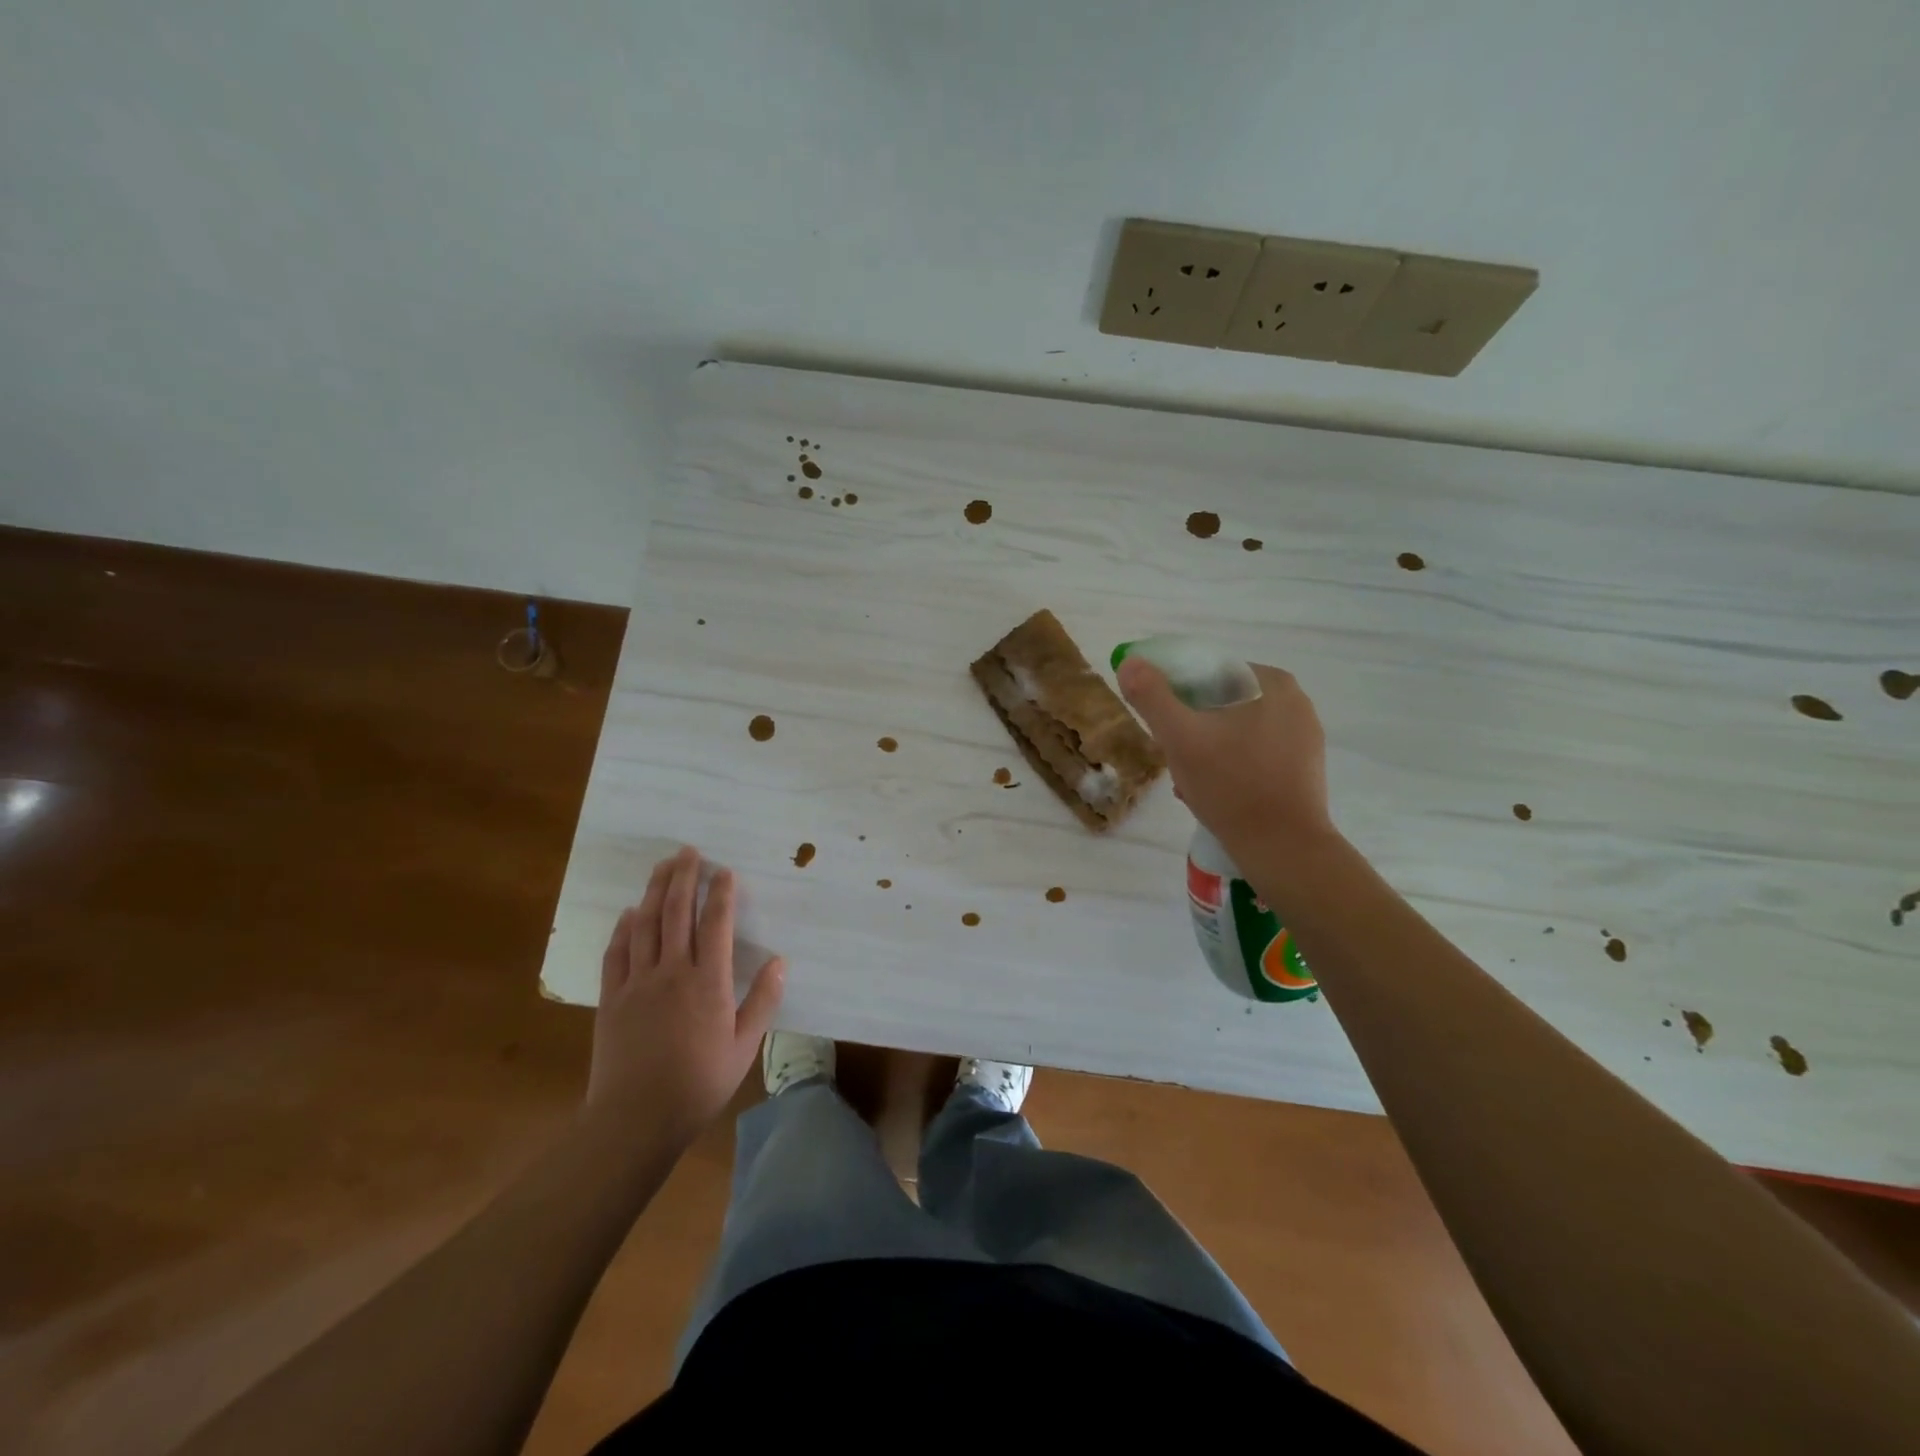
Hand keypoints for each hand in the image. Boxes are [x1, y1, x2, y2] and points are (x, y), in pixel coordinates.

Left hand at [585, 847, 784, 1146]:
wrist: (635, 1118)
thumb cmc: (698, 1083)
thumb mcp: (744, 1047)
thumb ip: (762, 1002)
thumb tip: (781, 962)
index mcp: (708, 982)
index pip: (716, 924)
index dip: (721, 893)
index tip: (725, 871)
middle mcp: (672, 971)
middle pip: (677, 913)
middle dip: (684, 878)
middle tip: (688, 851)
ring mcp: (638, 982)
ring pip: (646, 924)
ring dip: (655, 891)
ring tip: (662, 866)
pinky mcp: (612, 998)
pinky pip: (617, 953)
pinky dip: (624, 928)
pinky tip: (629, 913)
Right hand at [1117, 658, 1333, 855]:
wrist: (1282, 848)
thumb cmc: (1230, 785)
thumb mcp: (1180, 738)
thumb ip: (1152, 696)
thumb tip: (1130, 662)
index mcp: (1272, 682)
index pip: (1210, 672)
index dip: (1178, 696)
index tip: (1163, 728)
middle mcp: (1296, 702)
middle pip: (1222, 704)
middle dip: (1192, 728)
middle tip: (1173, 760)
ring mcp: (1304, 737)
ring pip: (1236, 731)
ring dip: (1207, 750)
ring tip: (1189, 783)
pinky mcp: (1304, 768)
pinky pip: (1255, 754)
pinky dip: (1230, 766)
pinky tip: (1214, 793)